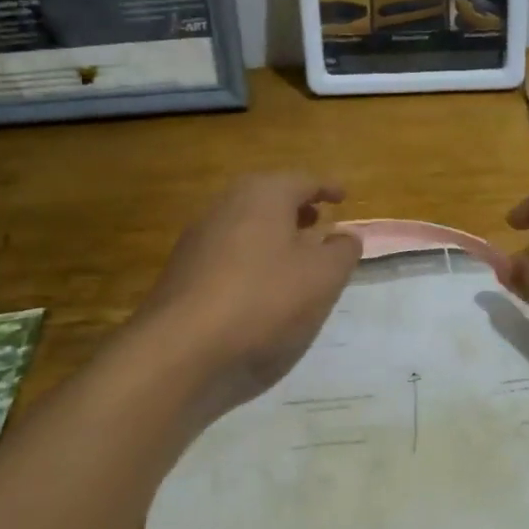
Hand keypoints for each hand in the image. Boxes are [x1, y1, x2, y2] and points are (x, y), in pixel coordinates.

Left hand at [131, 173, 361, 414]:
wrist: (182, 347)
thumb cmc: (265, 300)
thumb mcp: (323, 278)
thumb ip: (342, 252)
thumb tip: (346, 236)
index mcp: (263, 195)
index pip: (303, 181)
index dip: (327, 188)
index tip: (344, 197)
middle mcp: (226, 205)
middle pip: (268, 198)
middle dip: (296, 208)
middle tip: (318, 221)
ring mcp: (199, 238)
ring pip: (246, 225)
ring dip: (272, 234)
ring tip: (294, 255)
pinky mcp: (183, 271)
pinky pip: (228, 252)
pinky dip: (251, 257)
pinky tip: (261, 286)